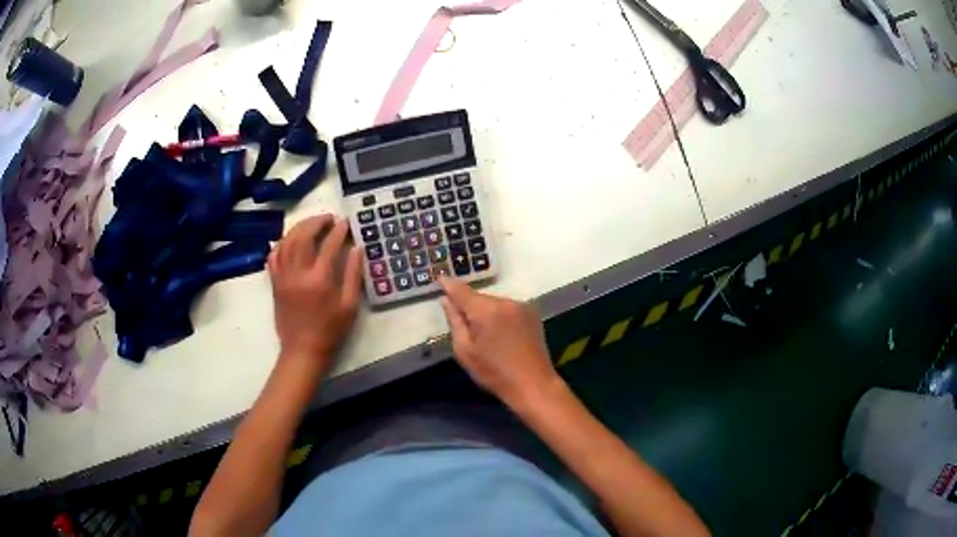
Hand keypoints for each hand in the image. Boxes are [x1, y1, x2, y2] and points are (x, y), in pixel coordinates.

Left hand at [268, 215, 361, 371]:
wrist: (303, 350)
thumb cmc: (330, 331)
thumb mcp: (349, 305)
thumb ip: (353, 274)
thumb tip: (357, 248)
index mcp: (319, 279)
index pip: (328, 245)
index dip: (338, 230)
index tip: (345, 222)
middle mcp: (298, 273)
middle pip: (303, 236)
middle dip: (316, 222)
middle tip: (328, 218)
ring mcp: (283, 276)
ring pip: (287, 242)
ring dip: (299, 228)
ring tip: (311, 224)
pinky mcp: (275, 282)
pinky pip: (274, 256)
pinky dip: (282, 243)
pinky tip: (290, 240)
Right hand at [438, 277, 560, 407]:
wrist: (533, 384)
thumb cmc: (494, 372)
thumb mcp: (465, 351)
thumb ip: (454, 321)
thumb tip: (446, 300)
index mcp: (486, 310)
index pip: (461, 291)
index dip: (448, 284)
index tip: (439, 278)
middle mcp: (505, 301)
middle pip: (479, 298)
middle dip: (469, 306)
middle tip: (462, 324)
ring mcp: (521, 306)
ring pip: (493, 303)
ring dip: (485, 312)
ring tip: (484, 335)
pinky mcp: (532, 313)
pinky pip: (507, 308)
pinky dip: (499, 316)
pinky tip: (500, 335)